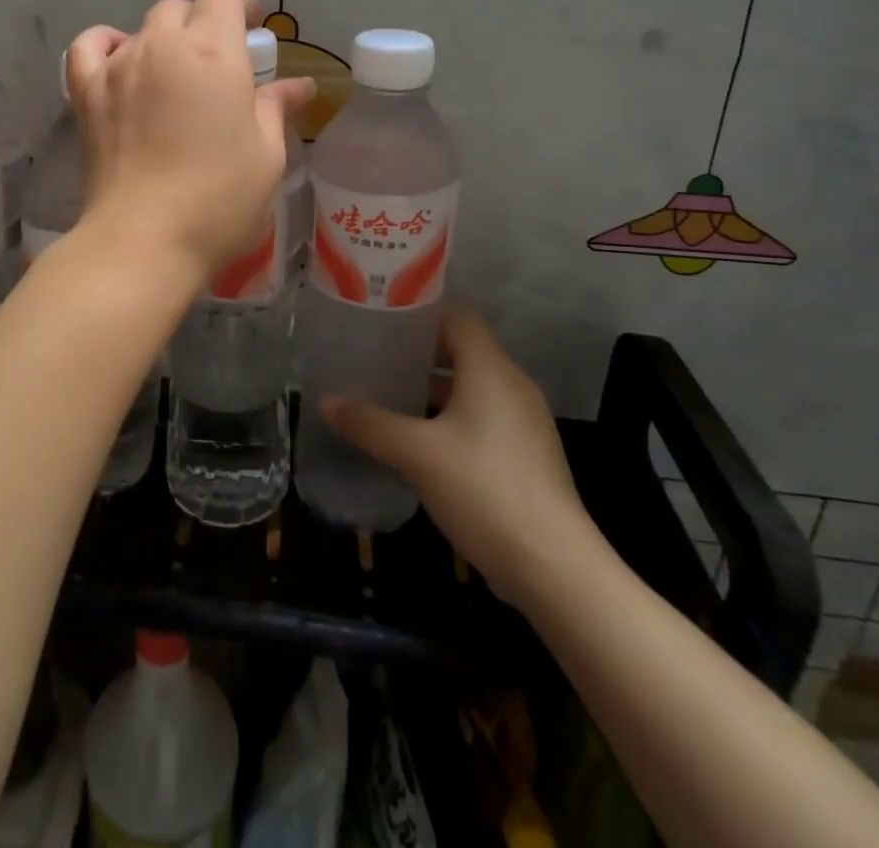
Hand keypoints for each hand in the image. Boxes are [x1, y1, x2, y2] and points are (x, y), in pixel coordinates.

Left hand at [67, 0, 312, 282]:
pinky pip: (89, 47)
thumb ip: (277, 108)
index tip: (254, 27)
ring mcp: (118, 67)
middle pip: (181, 10)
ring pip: (141, 29)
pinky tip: (120, 61)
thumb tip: (300, 84)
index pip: (223, 0)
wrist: (144, 239)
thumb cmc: (219, 199)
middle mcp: (162, 46)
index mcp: (213, 53)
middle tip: (219, 60)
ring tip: (175, 73)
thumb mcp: (266, 155)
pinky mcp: (86, 93)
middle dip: (203, 23)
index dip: (241, 6)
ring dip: (164, 39)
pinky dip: (106, 44)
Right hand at [318, 307, 601, 609]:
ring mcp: (523, 422)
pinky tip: (418, 437)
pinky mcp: (525, 454)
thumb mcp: (416, 453)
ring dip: (432, 387)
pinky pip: (481, 416)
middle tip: (373, 354)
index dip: (419, 312)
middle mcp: (512, 385)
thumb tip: (325, 401)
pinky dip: (450, 415)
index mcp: (490, 369)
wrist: (553, 567)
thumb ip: (369, 423)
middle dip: (417, 351)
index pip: (456, 316)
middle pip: (462, 350)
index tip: (380, 316)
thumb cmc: (483, 489)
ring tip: (387, 391)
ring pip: (471, 386)